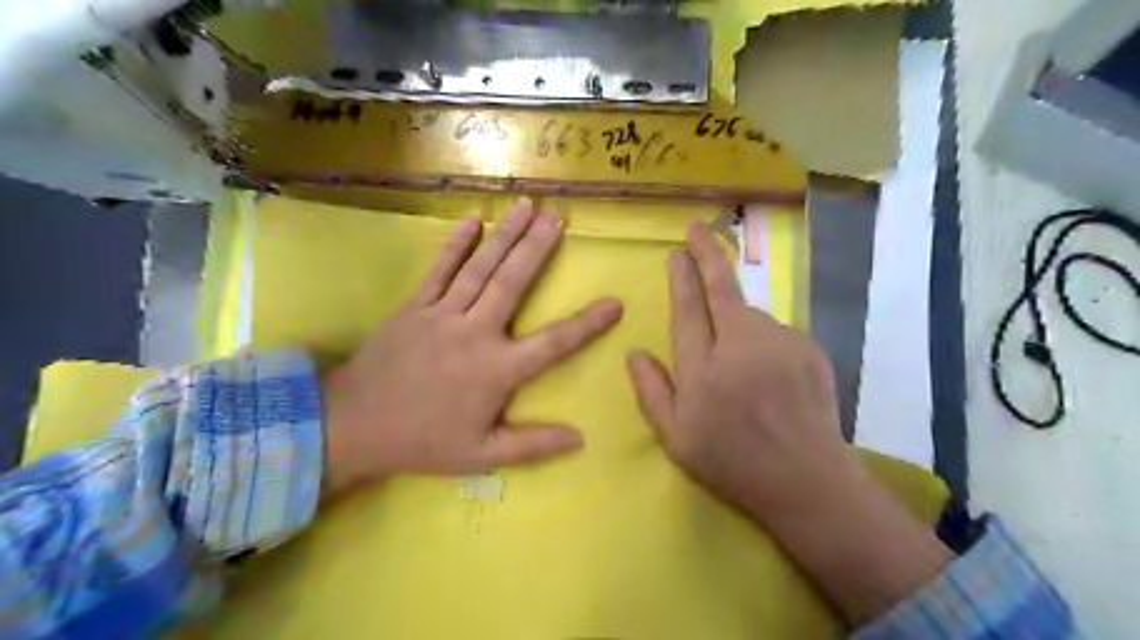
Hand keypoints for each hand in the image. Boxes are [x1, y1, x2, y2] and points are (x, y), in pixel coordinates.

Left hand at [320, 198, 622, 497]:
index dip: (587, 325)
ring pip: (480, 268)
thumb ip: (532, 445)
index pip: (553, 344)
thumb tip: (579, 438)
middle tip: (559, 219)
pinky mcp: (414, 306)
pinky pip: (439, 269)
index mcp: (495, 371)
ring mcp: (441, 314)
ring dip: (505, 235)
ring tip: (528, 207)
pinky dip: (456, 243)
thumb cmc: (423, 441)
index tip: (614, 303)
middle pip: (512, 284)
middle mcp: (473, 333)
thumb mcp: (481, 455)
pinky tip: (473, 219)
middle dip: (538, 249)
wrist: (353, 426)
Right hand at [628, 222, 948, 627]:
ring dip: (737, 322)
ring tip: (740, 368)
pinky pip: (775, 333)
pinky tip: (765, 375)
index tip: (677, 250)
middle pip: (722, 288)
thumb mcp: (676, 439)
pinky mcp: (808, 348)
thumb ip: (651, 392)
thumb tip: (634, 353)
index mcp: (704, 368)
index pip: (688, 308)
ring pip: (750, 314)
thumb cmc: (732, 462)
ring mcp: (780, 343)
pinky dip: (762, 342)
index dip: (682, 276)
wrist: (806, 480)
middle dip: (707, 254)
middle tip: (697, 228)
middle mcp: (742, 344)